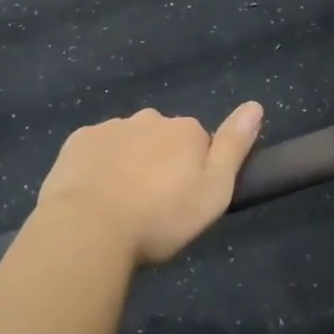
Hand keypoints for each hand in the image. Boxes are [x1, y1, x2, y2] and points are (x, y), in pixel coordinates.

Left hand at [34, 103, 264, 267]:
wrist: (90, 228)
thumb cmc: (160, 217)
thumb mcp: (213, 191)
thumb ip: (234, 147)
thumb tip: (254, 105)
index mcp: (184, 130)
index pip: (198, 142)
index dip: (192, 170)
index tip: (182, 200)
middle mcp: (149, 119)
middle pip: (161, 137)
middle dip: (159, 161)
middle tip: (152, 204)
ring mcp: (110, 127)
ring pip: (127, 141)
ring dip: (128, 161)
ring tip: (121, 203)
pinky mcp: (78, 141)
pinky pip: (95, 148)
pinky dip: (98, 164)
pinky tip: (94, 193)